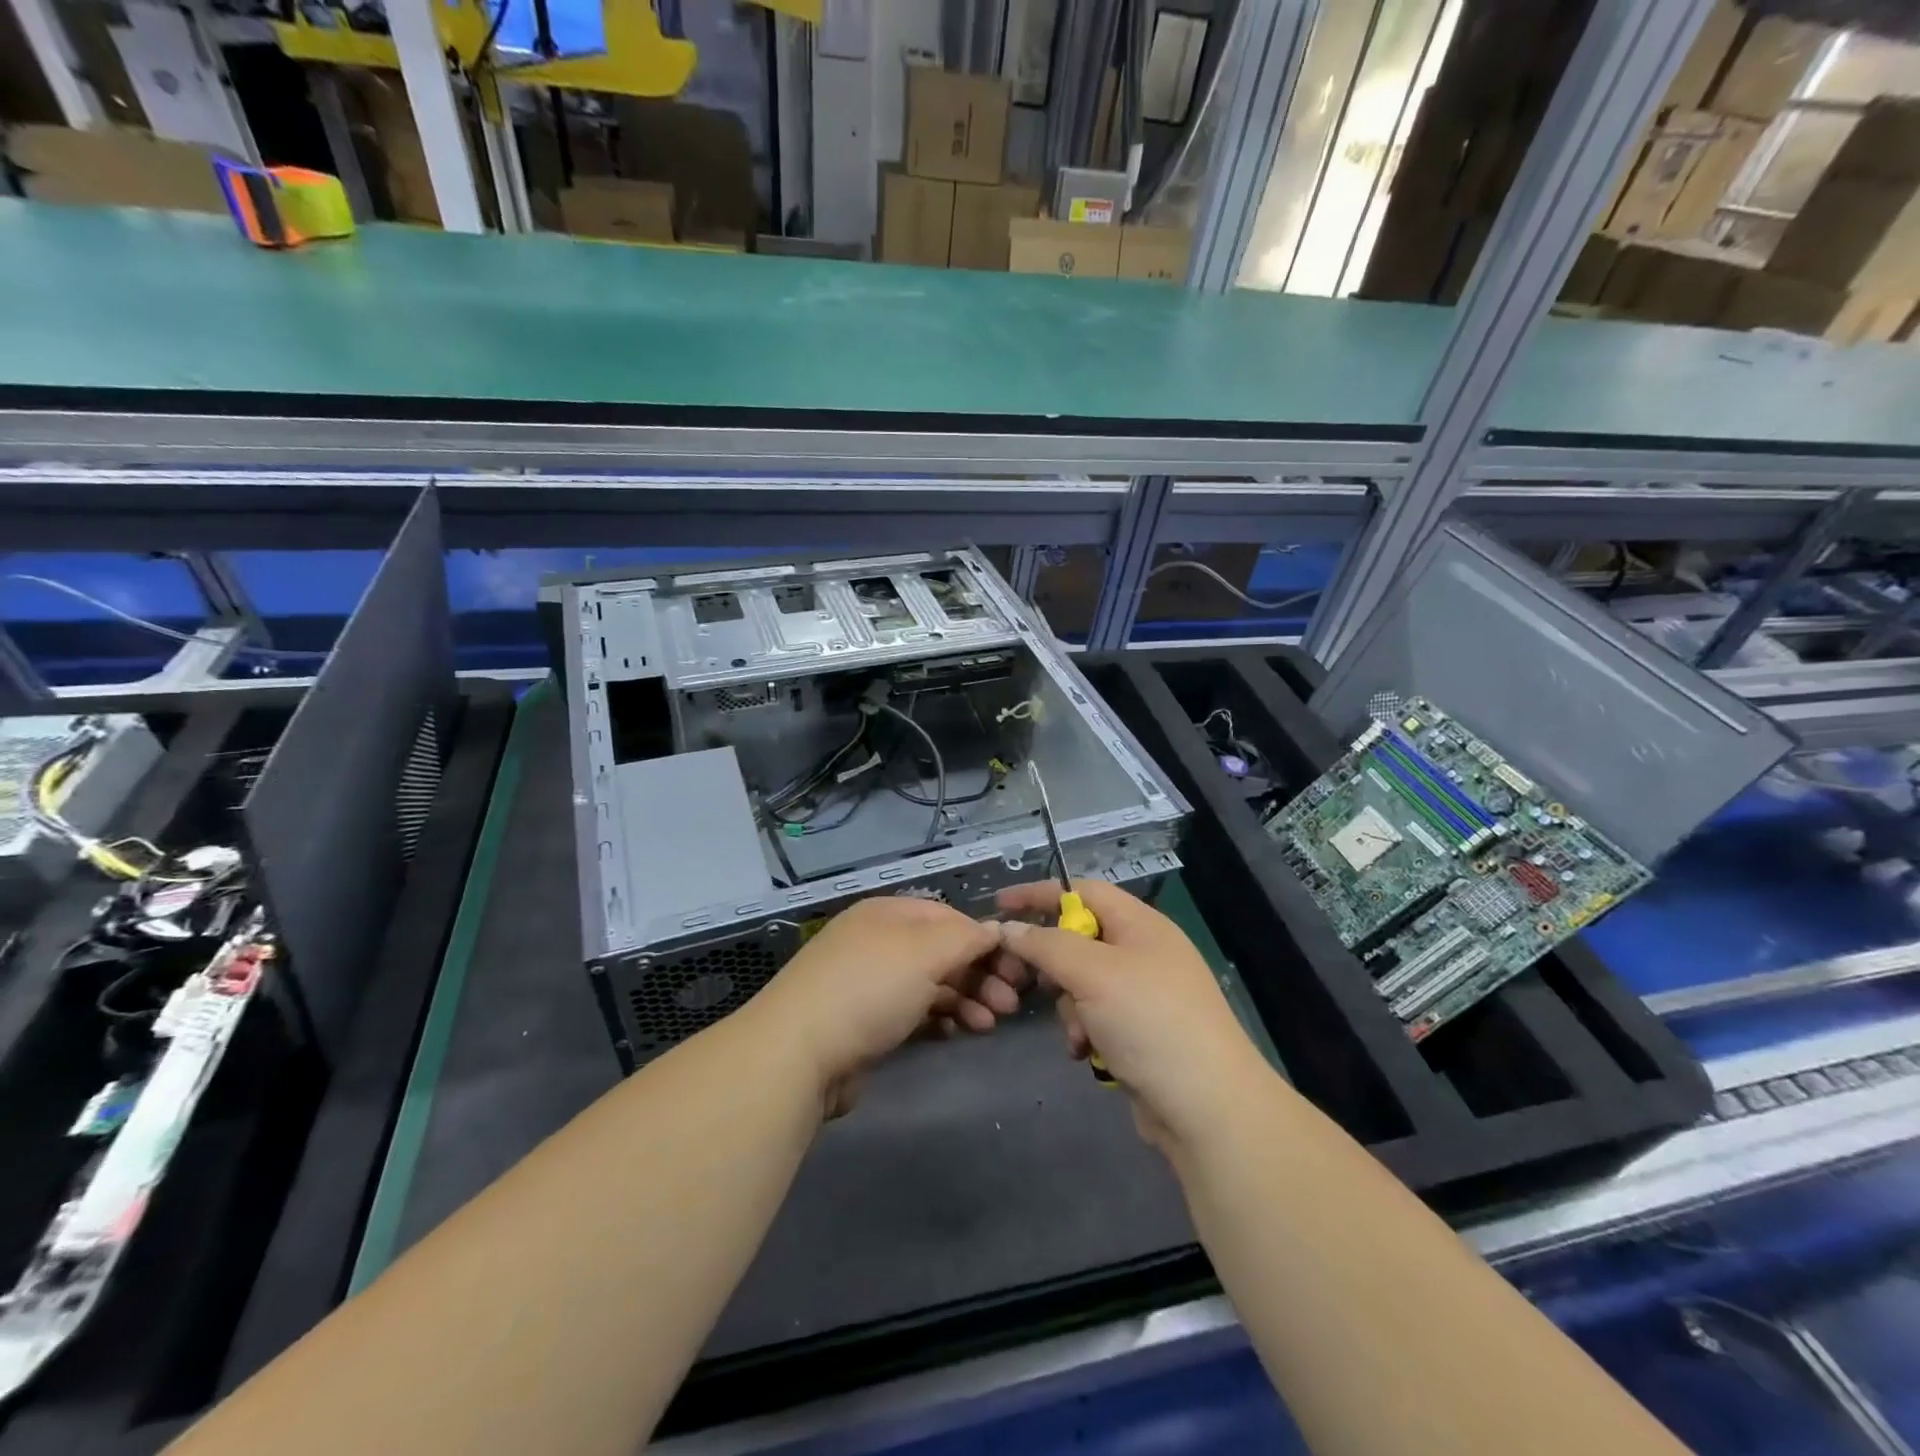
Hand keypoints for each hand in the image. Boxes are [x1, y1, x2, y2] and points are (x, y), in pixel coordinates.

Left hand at [748, 896, 1008, 1112]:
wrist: (797, 1054)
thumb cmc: (868, 989)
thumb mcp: (925, 952)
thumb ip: (965, 938)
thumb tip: (993, 930)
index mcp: (889, 913)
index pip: (949, 917)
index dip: (984, 939)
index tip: (1017, 969)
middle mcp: (878, 941)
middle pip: (941, 951)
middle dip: (980, 974)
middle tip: (1011, 1005)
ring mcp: (868, 982)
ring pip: (929, 984)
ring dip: (965, 999)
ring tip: (988, 1025)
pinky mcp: (863, 1022)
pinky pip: (912, 1012)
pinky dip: (938, 1019)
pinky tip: (955, 1034)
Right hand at [995, 880, 1269, 1153]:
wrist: (1208, 1108)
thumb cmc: (1150, 1022)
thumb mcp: (1093, 973)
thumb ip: (1045, 945)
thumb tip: (1008, 928)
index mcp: (1141, 924)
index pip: (1081, 891)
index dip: (1039, 894)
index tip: (999, 904)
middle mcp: (1143, 952)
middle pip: (1078, 939)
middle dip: (1052, 964)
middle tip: (1024, 982)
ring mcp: (1144, 995)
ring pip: (1082, 983)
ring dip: (1069, 1007)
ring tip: (1079, 1034)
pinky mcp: (1141, 1033)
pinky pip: (1096, 1017)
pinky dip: (1085, 1031)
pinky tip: (1087, 1054)